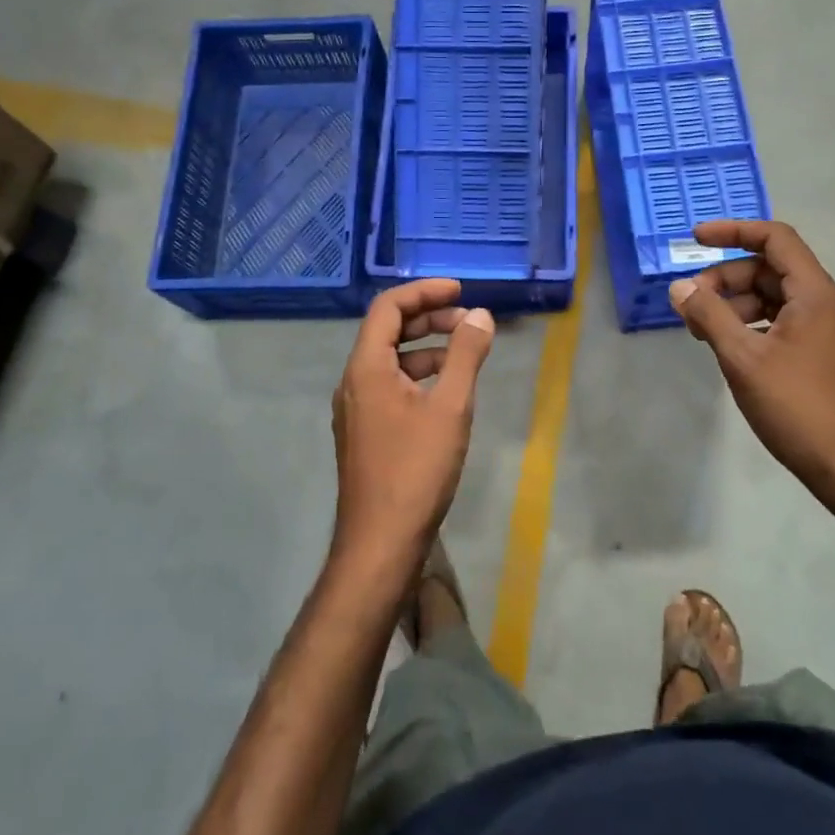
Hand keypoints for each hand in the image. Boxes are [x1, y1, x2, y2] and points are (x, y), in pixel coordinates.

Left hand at [330, 280, 494, 569]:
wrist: (380, 543)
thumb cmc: (416, 470)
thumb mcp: (451, 407)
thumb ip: (465, 355)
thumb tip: (480, 314)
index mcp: (366, 368)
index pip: (388, 307)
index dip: (424, 292)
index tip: (460, 290)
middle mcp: (353, 382)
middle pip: (387, 331)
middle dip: (428, 318)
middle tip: (469, 320)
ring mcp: (356, 409)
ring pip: (390, 360)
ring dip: (426, 347)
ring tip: (465, 351)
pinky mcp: (364, 431)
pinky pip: (390, 385)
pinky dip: (419, 375)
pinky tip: (447, 390)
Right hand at [669, 220, 834, 502]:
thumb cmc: (797, 406)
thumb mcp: (743, 358)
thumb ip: (709, 315)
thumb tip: (679, 287)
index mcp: (814, 294)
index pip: (775, 239)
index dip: (733, 231)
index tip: (695, 238)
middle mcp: (825, 304)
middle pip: (769, 269)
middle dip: (725, 278)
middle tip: (690, 304)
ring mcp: (826, 331)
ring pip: (773, 298)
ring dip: (734, 304)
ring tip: (702, 331)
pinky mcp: (821, 356)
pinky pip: (780, 323)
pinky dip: (750, 325)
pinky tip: (728, 348)